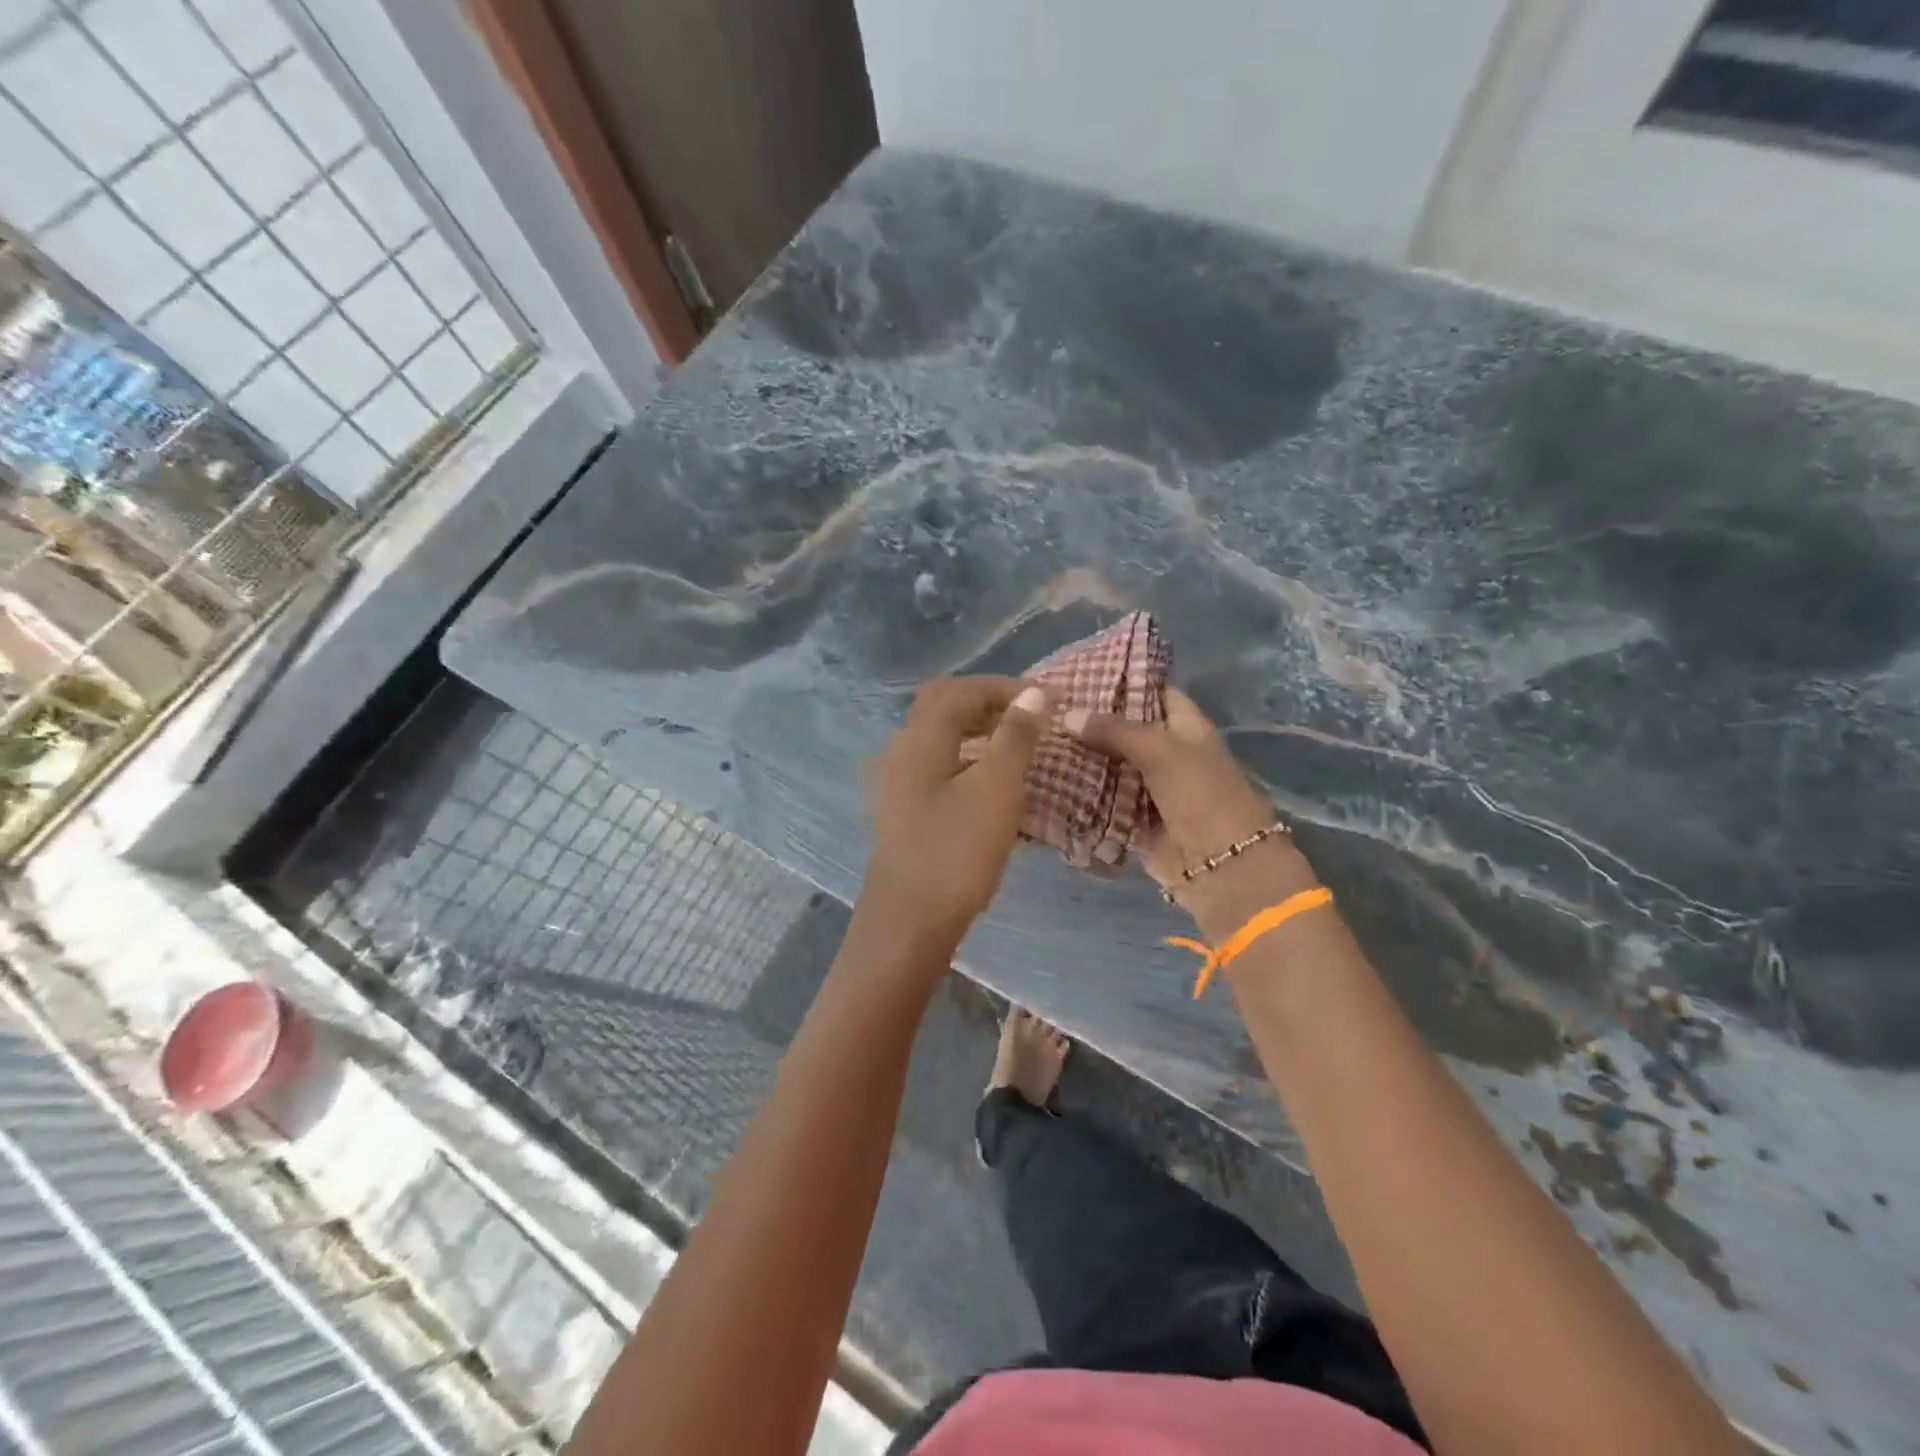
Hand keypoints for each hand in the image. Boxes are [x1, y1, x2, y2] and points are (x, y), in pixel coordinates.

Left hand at [863, 676, 1050, 950]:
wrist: (909, 923)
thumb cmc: (956, 853)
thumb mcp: (996, 790)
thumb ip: (1015, 737)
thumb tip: (1033, 693)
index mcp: (922, 739)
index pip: (963, 690)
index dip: (1006, 687)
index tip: (1048, 699)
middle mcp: (903, 751)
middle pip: (943, 706)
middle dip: (987, 703)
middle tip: (1028, 717)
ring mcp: (899, 783)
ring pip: (940, 737)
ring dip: (977, 731)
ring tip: (1017, 747)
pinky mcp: (905, 810)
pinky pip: (939, 766)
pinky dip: (968, 760)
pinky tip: (991, 785)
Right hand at [1064, 687, 1316, 936]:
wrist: (1221, 866)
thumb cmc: (1200, 795)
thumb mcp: (1160, 750)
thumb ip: (1114, 730)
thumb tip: (1067, 714)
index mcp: (1186, 727)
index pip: (1154, 692)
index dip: (1122, 680)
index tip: (1079, 672)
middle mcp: (1168, 753)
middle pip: (1125, 731)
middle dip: (1091, 722)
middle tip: (1045, 708)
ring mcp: (1150, 788)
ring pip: (1110, 766)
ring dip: (1081, 758)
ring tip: (1037, 738)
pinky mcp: (1134, 820)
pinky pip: (1103, 801)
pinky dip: (1081, 793)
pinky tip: (1045, 778)